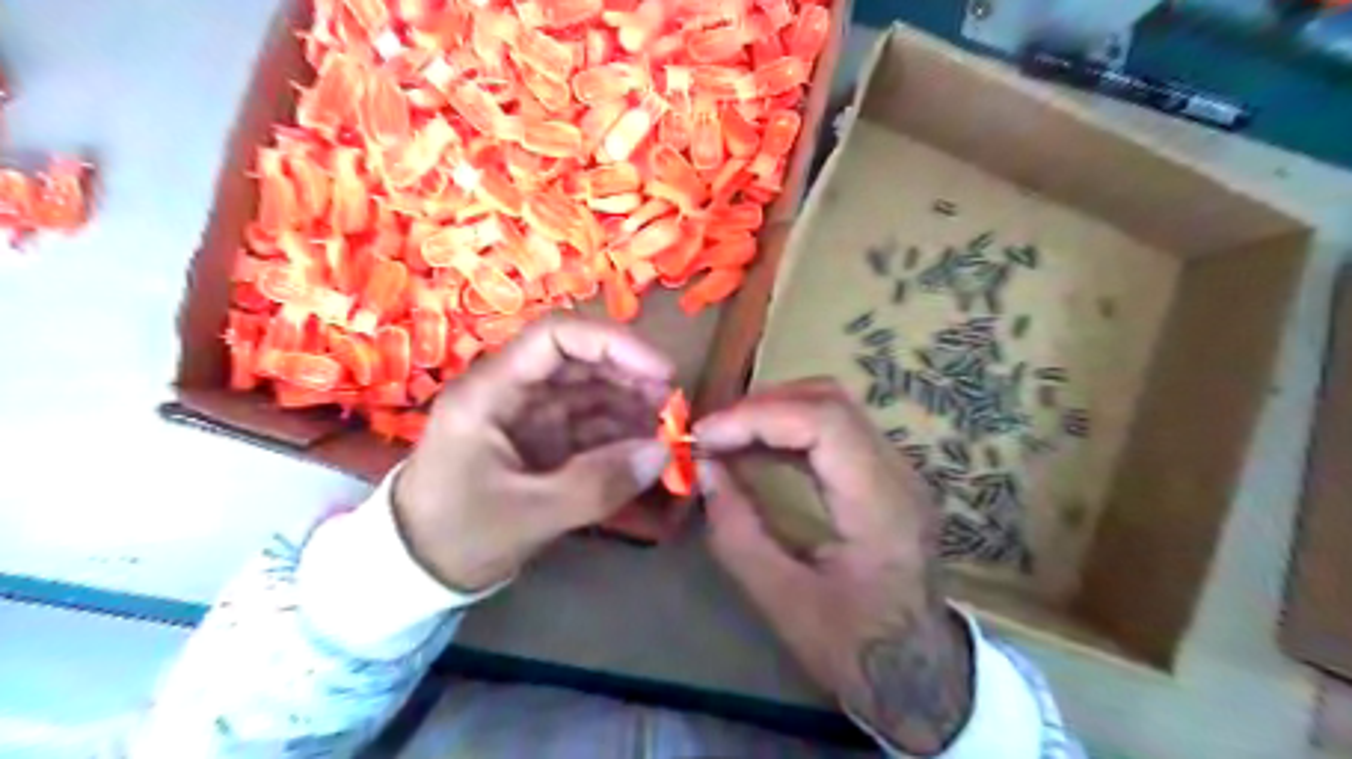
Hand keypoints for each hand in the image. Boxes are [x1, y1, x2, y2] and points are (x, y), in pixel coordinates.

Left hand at [397, 314, 674, 591]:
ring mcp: (527, 415)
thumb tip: (662, 453)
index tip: (661, 373)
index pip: (556, 336)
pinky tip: (646, 447)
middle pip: (579, 360)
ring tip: (667, 430)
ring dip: (631, 404)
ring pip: (589, 390)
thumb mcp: (528, 514)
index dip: (613, 344)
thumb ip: (598, 484)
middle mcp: (511, 391)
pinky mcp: (540, 440)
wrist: (415, 571)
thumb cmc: (457, 535)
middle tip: (673, 407)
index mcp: (491, 391)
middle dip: (630, 376)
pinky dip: (619, 432)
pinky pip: (588, 423)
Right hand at [696, 379, 973, 751]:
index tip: (704, 436)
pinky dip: (789, 430)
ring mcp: (897, 470)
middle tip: (712, 432)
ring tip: (725, 437)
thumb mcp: (784, 603)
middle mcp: (898, 473)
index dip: (757, 417)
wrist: (922, 673)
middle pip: (830, 401)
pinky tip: (755, 450)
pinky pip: (834, 430)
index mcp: (881, 505)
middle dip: (762, 406)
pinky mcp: (884, 476)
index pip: (824, 422)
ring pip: (833, 407)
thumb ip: (738, 534)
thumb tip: (704, 471)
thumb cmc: (857, 649)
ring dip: (774, 413)